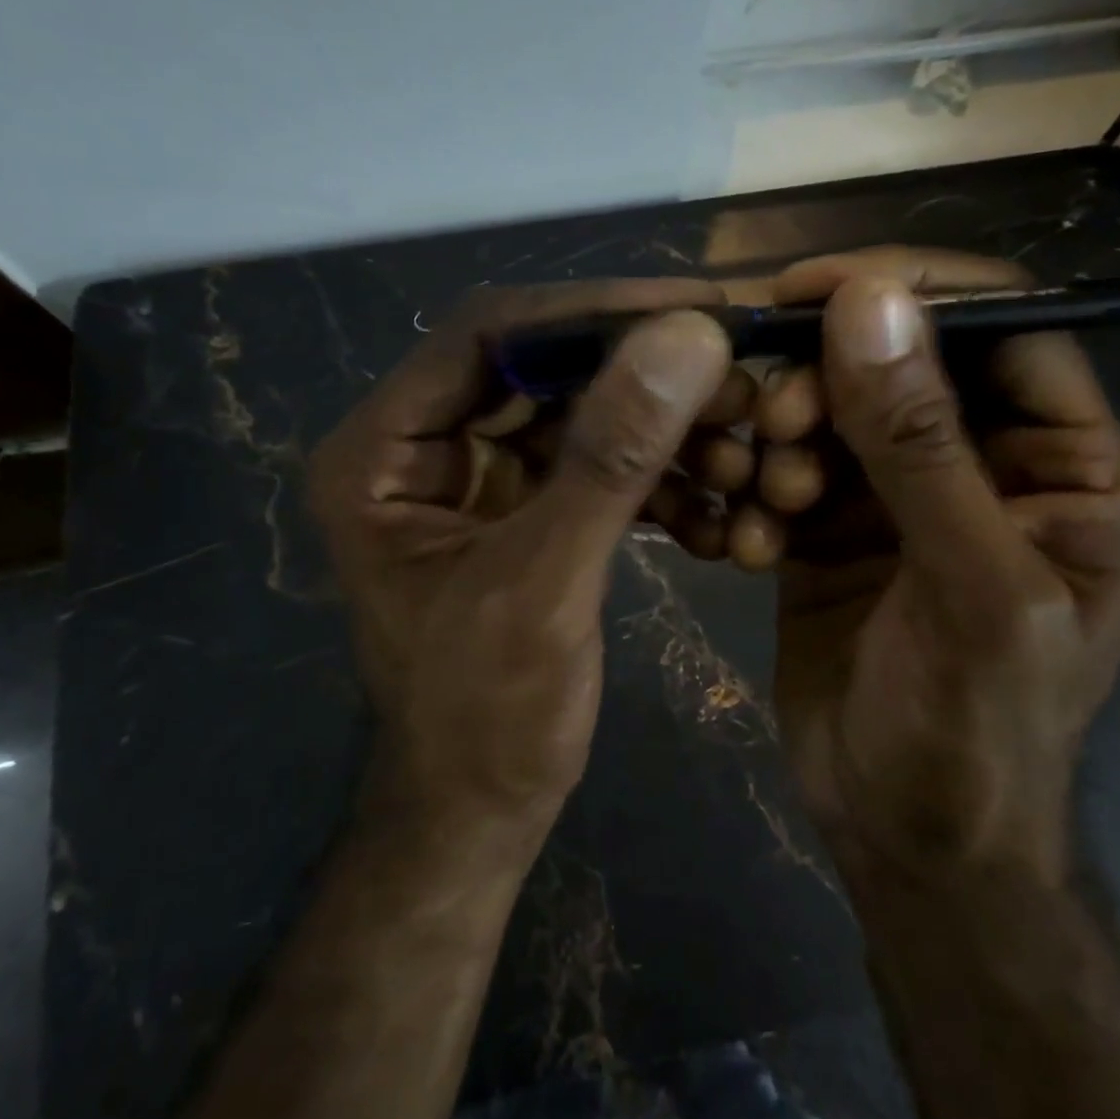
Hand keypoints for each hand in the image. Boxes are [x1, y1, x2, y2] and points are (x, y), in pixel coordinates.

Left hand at [309, 281, 732, 843]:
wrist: (479, 811)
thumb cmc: (486, 718)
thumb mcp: (544, 586)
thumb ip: (609, 460)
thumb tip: (687, 337)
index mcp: (380, 453)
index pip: (486, 338)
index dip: (591, 312)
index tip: (696, 306)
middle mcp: (418, 448)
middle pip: (538, 370)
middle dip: (640, 375)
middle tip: (736, 374)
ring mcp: (471, 479)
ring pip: (575, 416)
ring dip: (659, 430)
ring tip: (738, 446)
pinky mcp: (519, 511)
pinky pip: (590, 465)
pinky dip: (653, 478)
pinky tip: (713, 506)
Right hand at [765, 250, 1119, 887]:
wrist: (907, 835)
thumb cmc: (973, 728)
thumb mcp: (967, 586)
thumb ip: (922, 443)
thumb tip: (869, 300)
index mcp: (1064, 465)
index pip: (998, 328)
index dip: (907, 294)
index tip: (804, 291)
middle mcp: (983, 466)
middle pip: (897, 364)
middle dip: (826, 381)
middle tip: (772, 423)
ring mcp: (900, 498)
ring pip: (830, 414)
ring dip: (785, 439)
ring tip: (768, 495)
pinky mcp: (833, 530)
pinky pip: (787, 472)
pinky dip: (760, 490)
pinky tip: (751, 543)